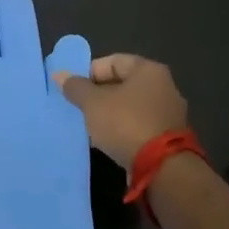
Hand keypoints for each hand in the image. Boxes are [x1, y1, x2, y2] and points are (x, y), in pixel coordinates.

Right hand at [53, 53, 188, 169]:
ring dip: (111, 113)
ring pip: (131, 106)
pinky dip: (123, 129)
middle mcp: (164, 87)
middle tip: (79, 107)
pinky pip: (139, 125)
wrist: (162, 167)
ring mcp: (169, 113)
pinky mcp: (169, 137)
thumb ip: (76, 87)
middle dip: (99, 94)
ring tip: (90, 126)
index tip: (74, 89)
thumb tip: (59, 74)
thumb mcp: (93, 103)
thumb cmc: (126, 124)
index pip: (114, 61)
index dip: (90, 72)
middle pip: (123, 84)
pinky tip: (108, 141)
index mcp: (149, 70)